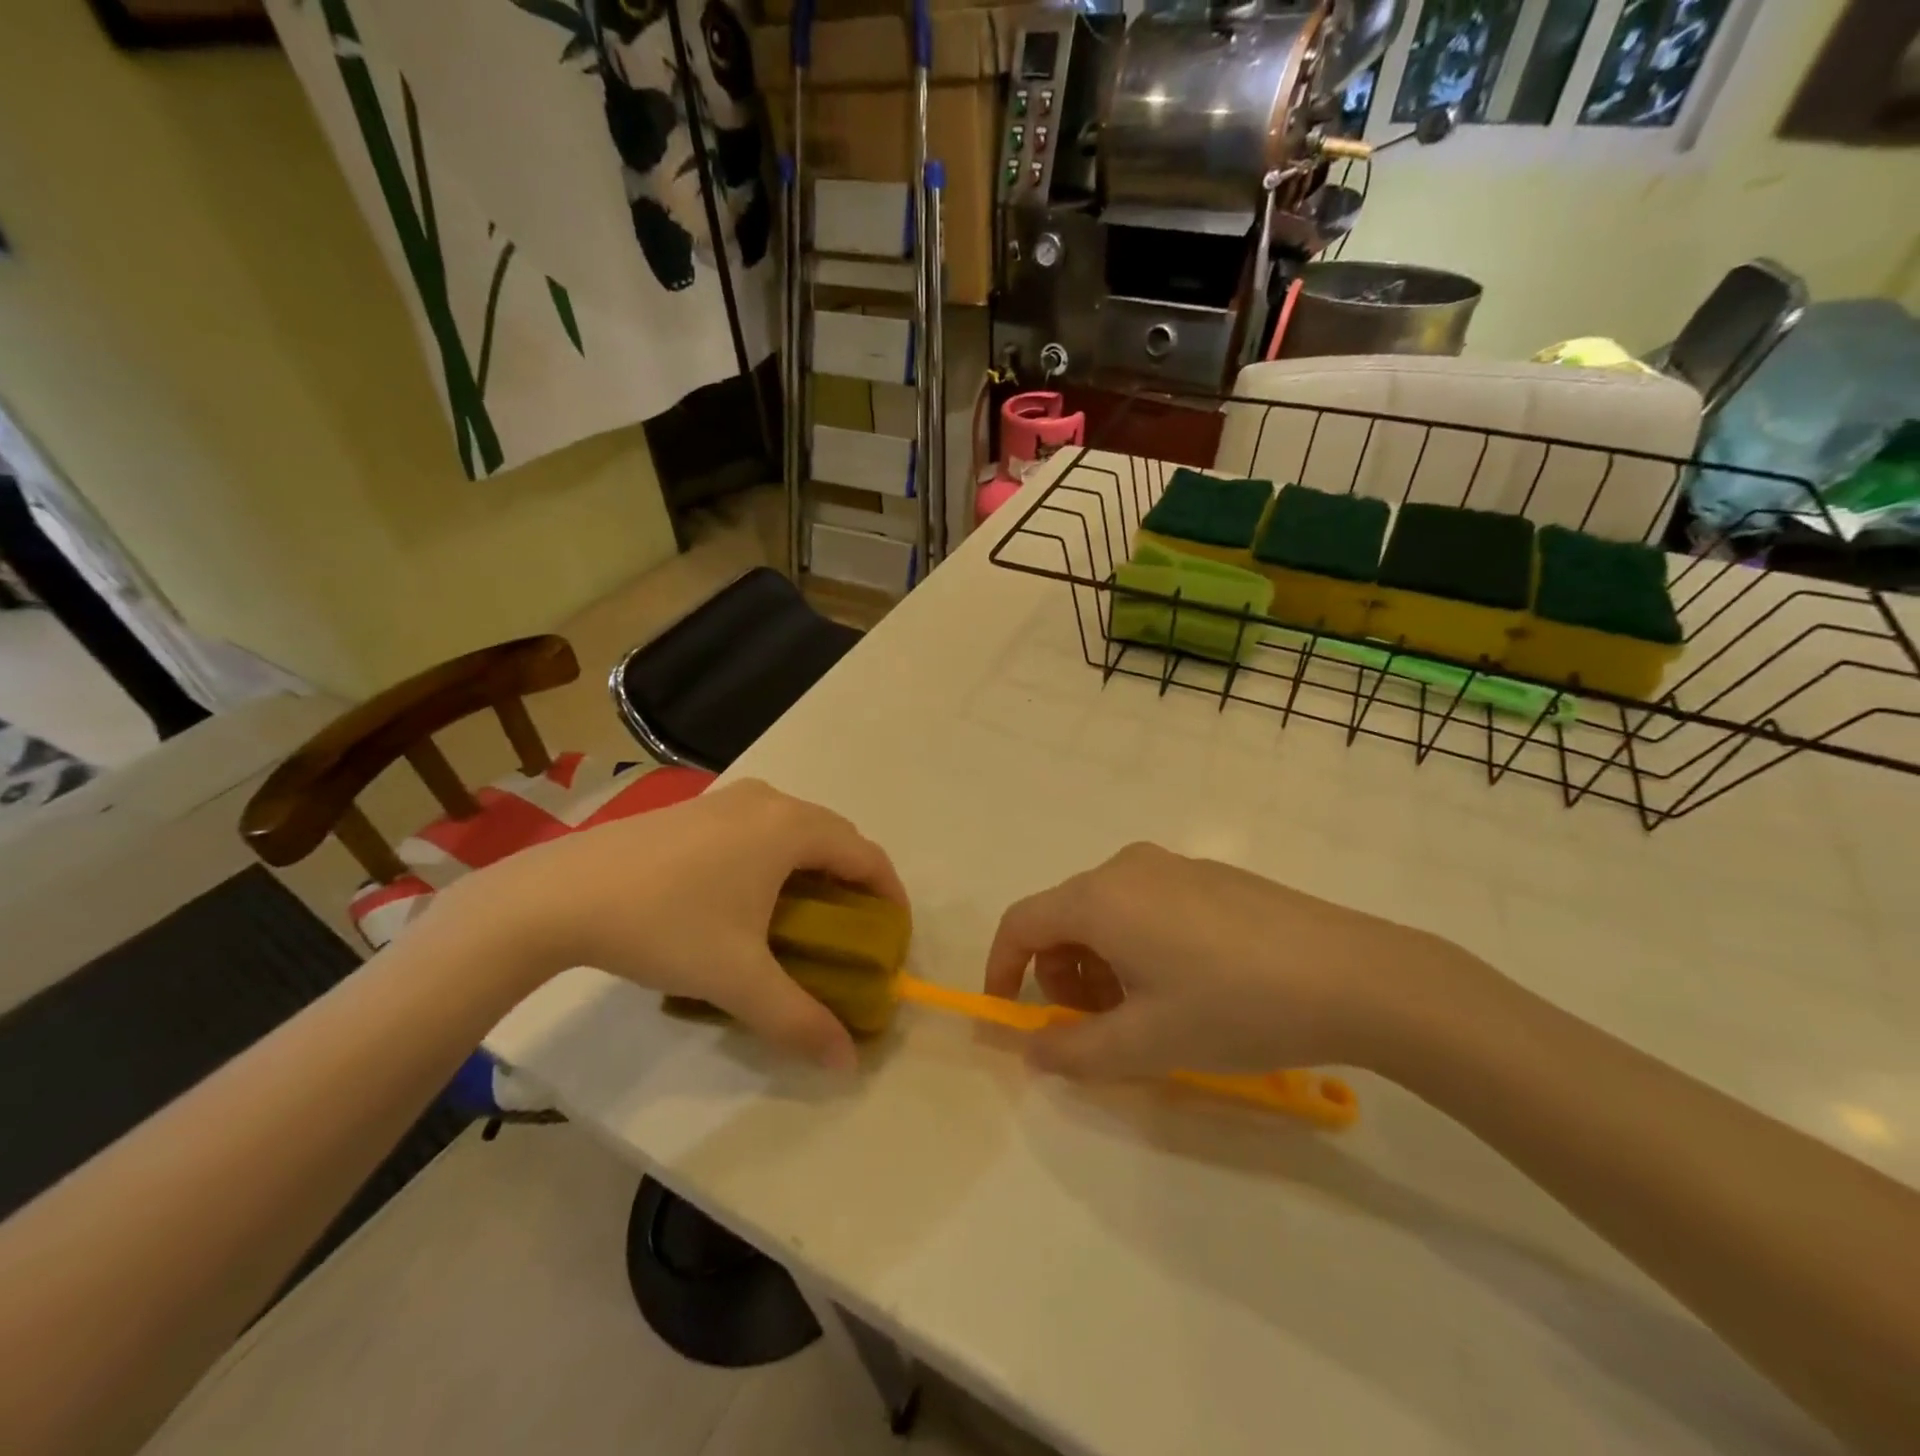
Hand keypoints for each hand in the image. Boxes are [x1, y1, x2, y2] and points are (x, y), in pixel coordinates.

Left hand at [432, 779, 906, 1069]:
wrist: (561, 894)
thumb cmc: (665, 926)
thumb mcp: (737, 978)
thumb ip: (799, 1020)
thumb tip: (848, 1063)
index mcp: (792, 828)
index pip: (867, 856)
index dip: (890, 896)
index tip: (893, 936)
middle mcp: (770, 801)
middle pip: (837, 836)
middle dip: (855, 881)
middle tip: (853, 932)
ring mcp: (730, 799)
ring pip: (797, 827)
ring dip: (816, 865)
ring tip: (808, 915)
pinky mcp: (698, 807)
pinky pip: (762, 825)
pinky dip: (780, 855)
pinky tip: (752, 895)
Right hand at [983, 842, 1473, 1079]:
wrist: (1353, 975)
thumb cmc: (1233, 1006)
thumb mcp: (1146, 1043)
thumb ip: (1073, 1050)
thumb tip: (1032, 1047)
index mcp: (1100, 898)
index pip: (1021, 922)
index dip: (1002, 967)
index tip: (1009, 1012)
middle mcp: (1127, 867)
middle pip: (1064, 917)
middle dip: (1061, 974)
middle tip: (1093, 1026)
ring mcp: (1173, 865)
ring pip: (1108, 911)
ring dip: (1101, 963)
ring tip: (1143, 1012)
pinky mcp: (1210, 875)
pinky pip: (1147, 904)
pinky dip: (1138, 943)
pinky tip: (1186, 984)